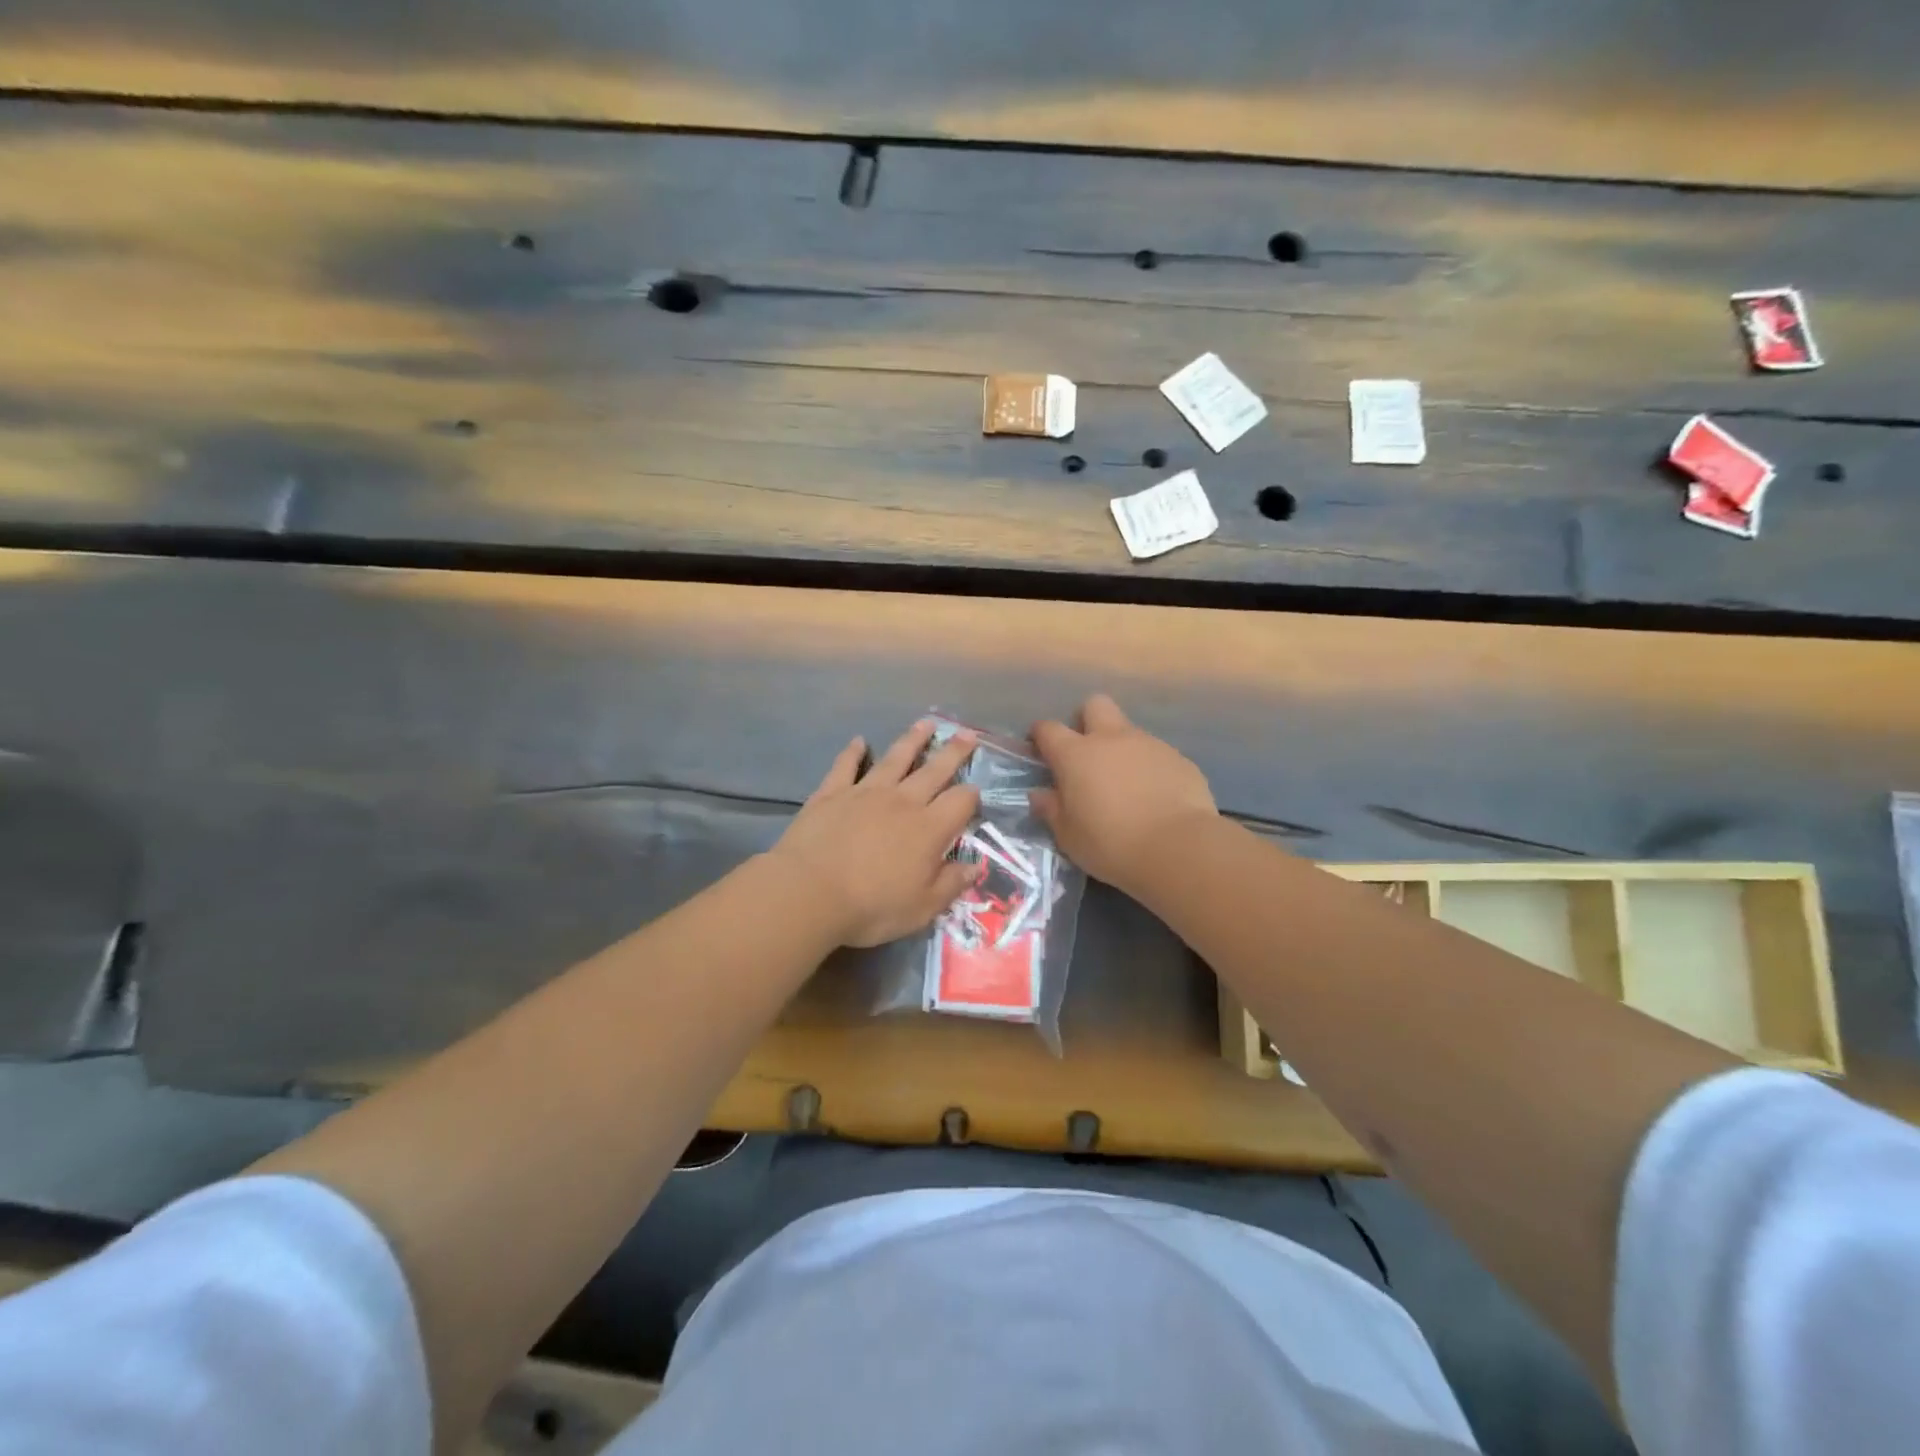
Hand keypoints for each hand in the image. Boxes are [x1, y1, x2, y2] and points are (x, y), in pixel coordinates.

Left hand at [769, 720, 982, 947]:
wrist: (809, 893)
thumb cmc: (871, 907)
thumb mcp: (922, 908)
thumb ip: (951, 884)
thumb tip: (975, 866)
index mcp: (929, 829)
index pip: (960, 802)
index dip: (971, 795)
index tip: (975, 792)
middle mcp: (902, 801)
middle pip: (934, 770)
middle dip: (953, 752)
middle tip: (967, 734)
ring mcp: (865, 792)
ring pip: (895, 758)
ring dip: (913, 740)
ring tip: (927, 723)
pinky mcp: (832, 793)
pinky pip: (846, 765)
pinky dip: (853, 752)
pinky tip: (859, 741)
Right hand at [1031, 694, 1217, 891]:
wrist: (1178, 848)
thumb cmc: (1111, 843)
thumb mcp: (1068, 836)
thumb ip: (1051, 810)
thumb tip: (1039, 794)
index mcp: (1076, 755)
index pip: (1048, 728)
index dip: (1040, 735)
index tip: (1039, 750)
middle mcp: (1111, 739)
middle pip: (1095, 705)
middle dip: (1086, 720)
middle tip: (1086, 753)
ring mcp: (1149, 745)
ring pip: (1129, 731)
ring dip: (1121, 749)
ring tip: (1125, 786)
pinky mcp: (1179, 759)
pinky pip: (1157, 754)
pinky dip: (1149, 768)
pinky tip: (1155, 797)